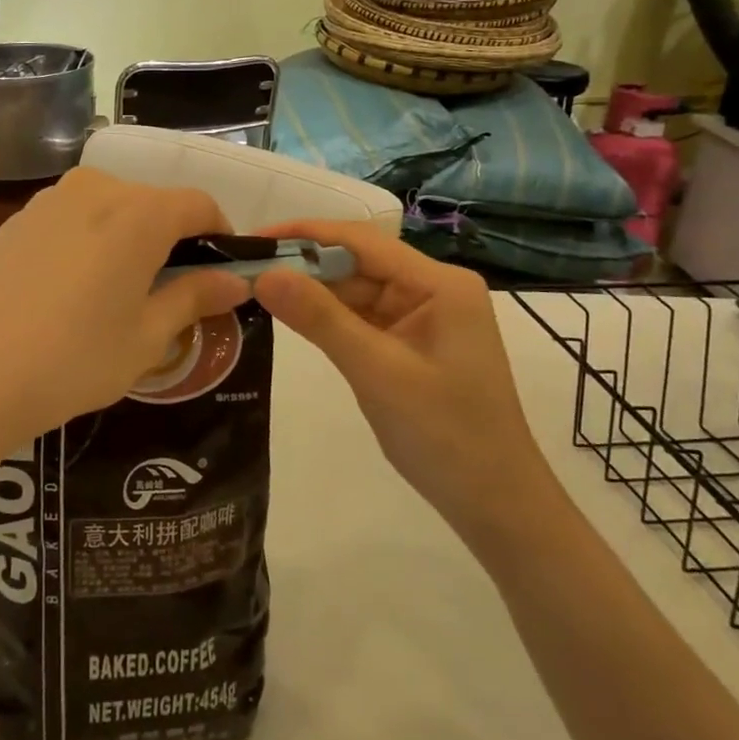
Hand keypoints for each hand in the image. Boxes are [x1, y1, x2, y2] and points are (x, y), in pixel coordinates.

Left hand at [0, 169, 250, 460]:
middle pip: (154, 204)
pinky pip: (72, 220)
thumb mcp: (147, 337)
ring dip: (129, 241)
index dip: (220, 235)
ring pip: (111, 210)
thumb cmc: (73, 359)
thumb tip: (235, 280)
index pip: (200, 205)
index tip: (221, 273)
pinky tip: (72, 293)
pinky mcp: (16, 221)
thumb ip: (195, 298)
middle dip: (173, 241)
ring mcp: (49, 201)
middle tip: (172, 294)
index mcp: (139, 212)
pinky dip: (90, 243)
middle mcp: (96, 189)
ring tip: (119, 296)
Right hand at [252, 219, 546, 521]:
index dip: (305, 234)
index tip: (253, 239)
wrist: (495, 505)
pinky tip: (291, 314)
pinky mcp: (411, 343)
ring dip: (312, 291)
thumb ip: (320, 319)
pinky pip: (363, 318)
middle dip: (304, 264)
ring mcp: (423, 317)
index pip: (362, 241)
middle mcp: (433, 289)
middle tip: (243, 268)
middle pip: (358, 263)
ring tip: (255, 287)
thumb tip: (264, 273)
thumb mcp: (376, 372)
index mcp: (439, 284)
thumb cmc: (444, 436)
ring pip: (357, 291)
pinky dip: (328, 318)